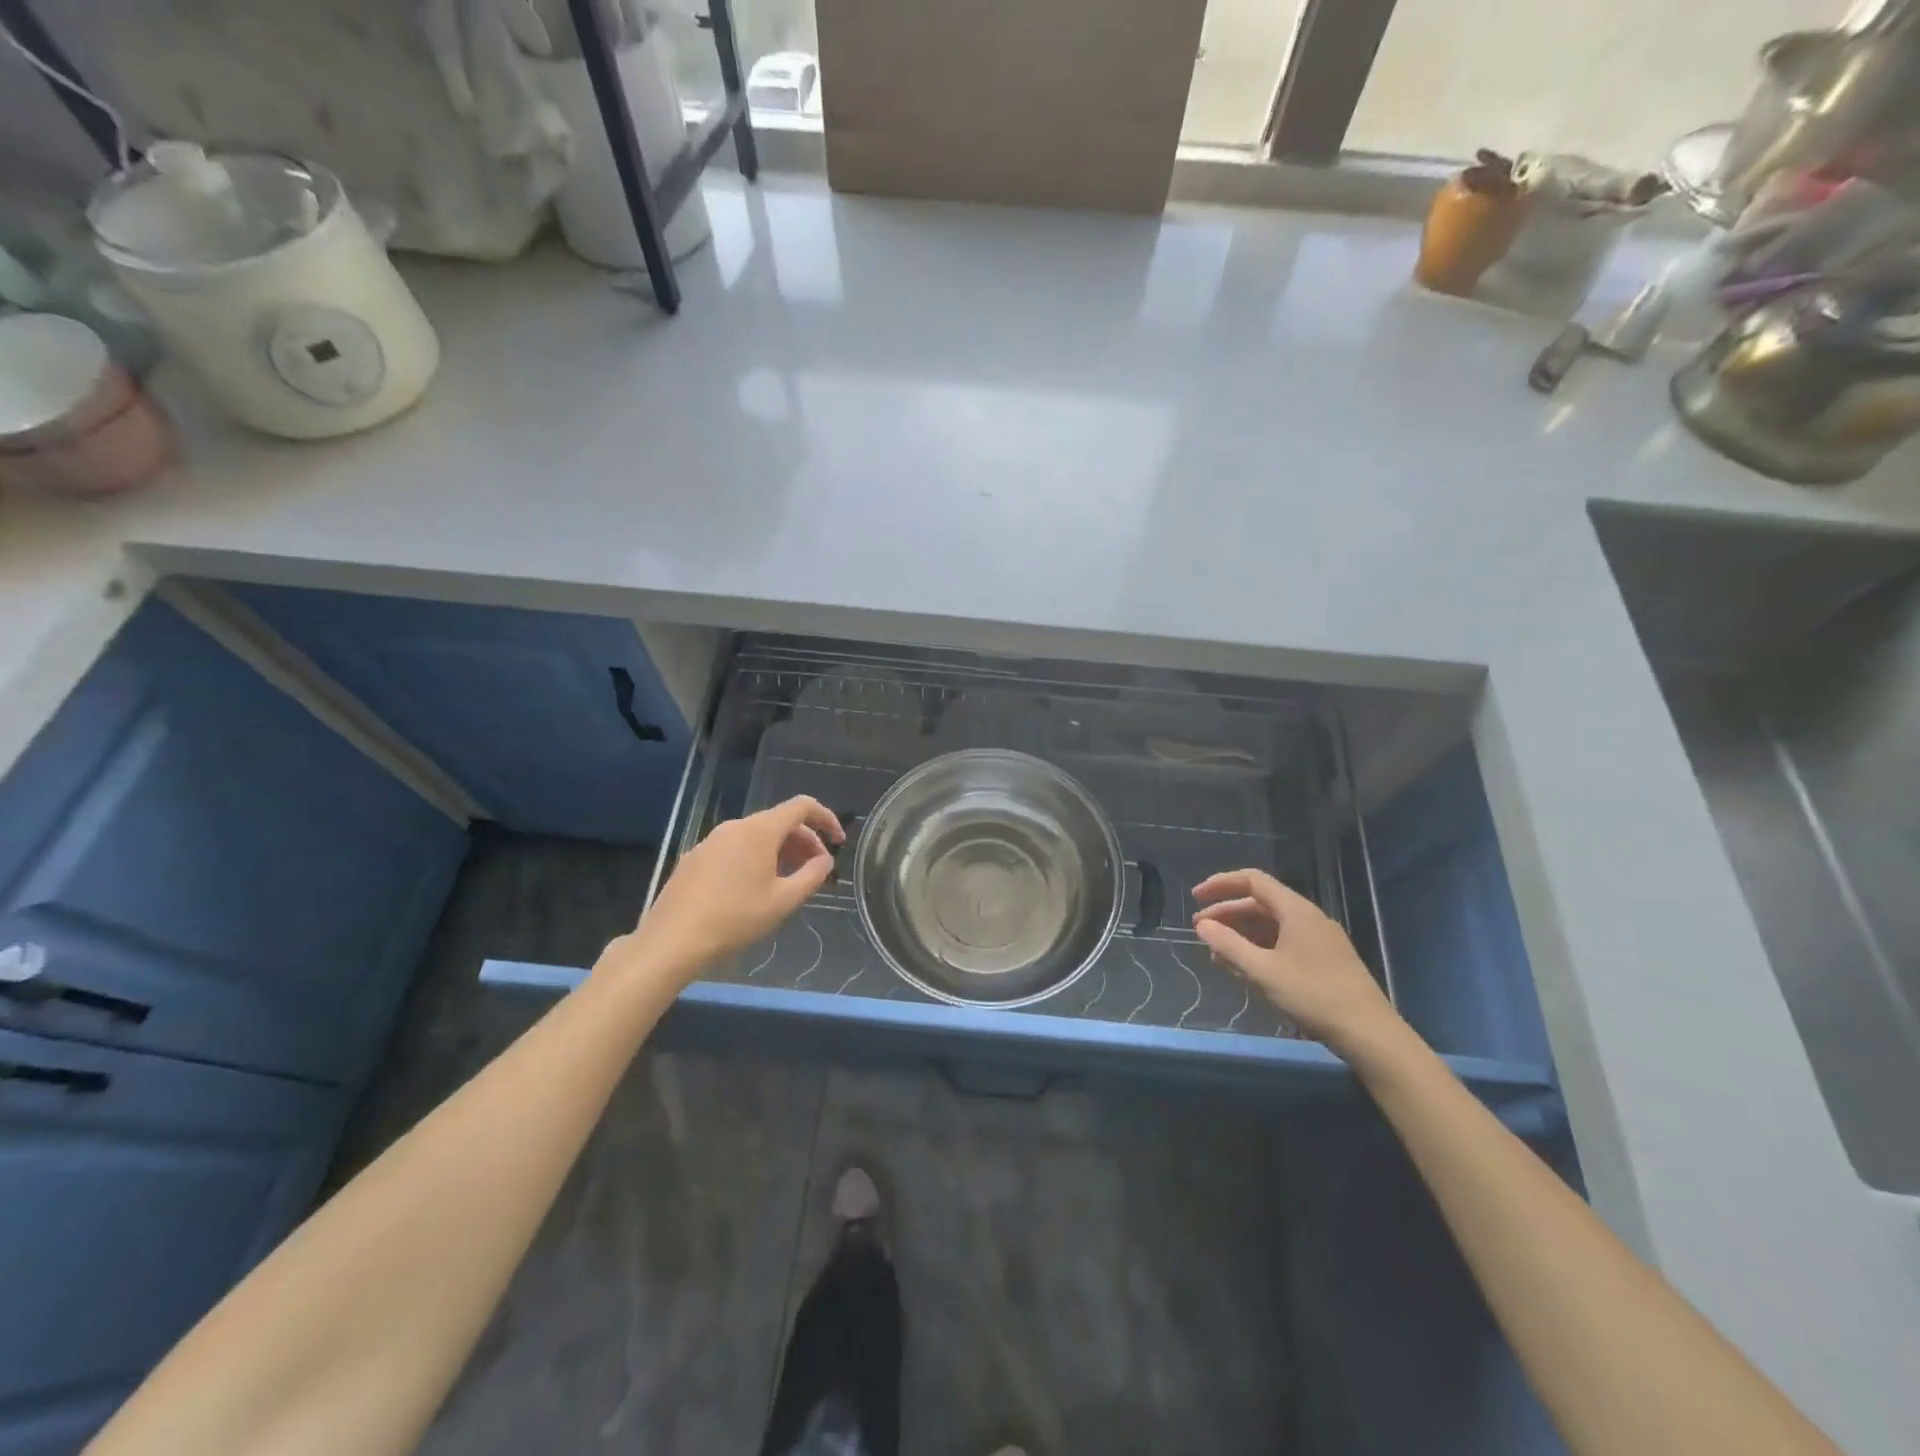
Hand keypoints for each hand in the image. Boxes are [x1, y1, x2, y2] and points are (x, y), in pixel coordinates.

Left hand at [630, 796, 843, 979]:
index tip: (838, 841)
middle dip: (804, 840)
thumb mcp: (784, 901)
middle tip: (817, 869)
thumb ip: (812, 875)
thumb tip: (825, 860)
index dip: (826, 818)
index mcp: (760, 830)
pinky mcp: (695, 858)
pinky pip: (735, 848)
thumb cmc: (735, 918)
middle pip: (779, 821)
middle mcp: (735, 826)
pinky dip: (755, 858)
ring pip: (756, 836)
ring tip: (788, 880)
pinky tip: (754, 888)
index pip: (802, 806)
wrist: (673, 940)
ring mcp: (711, 840)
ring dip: (780, 851)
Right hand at [1192, 869, 1405, 1058]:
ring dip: (1241, 934)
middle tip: (1199, 930)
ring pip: (1271, 925)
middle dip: (1227, 913)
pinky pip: (1283, 942)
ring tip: (1216, 953)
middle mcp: (1308, 917)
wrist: (1370, 1034)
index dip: (1221, 884)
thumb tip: (1202, 925)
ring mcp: (1319, 939)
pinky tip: (1245, 968)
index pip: (1252, 881)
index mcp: (1296, 910)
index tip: (1196, 898)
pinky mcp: (1324, 960)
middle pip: (1260, 903)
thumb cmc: (1314, 996)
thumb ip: (1229, 945)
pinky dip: (1259, 948)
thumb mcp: (1263, 971)